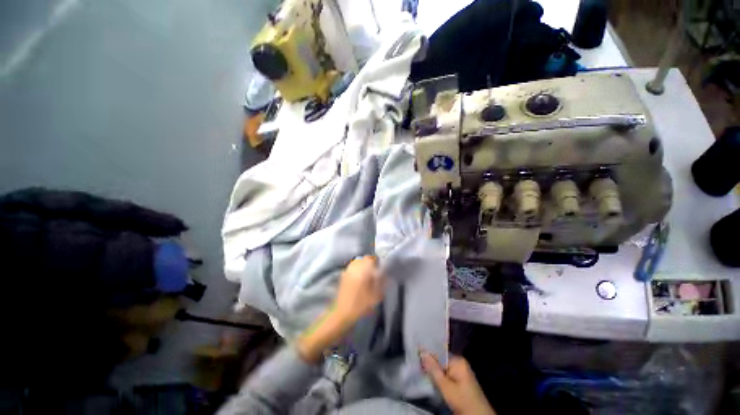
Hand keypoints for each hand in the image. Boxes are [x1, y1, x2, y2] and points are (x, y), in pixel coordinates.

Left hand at [297, 256, 384, 362]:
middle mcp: (354, 267)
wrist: (342, 314)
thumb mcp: (376, 295)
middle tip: (374, 272)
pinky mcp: (342, 276)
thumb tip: (385, 274)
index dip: (377, 262)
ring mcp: (347, 271)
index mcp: (363, 269)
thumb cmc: (361, 305)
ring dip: (362, 266)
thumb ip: (382, 282)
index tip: (380, 269)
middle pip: (364, 259)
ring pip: (357, 263)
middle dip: (369, 263)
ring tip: (366, 276)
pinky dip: (356, 270)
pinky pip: (351, 268)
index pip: (371, 258)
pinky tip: (358, 280)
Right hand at [420, 352, 495, 414]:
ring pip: (443, 370)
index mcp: (458, 361)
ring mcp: (461, 373)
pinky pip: (447, 375)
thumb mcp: (446, 387)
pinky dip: (440, 379)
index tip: (415, 356)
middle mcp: (460, 364)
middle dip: (430, 366)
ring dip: (434, 373)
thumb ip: (434, 369)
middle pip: (441, 361)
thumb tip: (422, 352)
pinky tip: (432, 381)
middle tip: (417, 366)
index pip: (439, 353)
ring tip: (421, 372)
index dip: (427, 356)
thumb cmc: (463, 401)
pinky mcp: (460, 382)